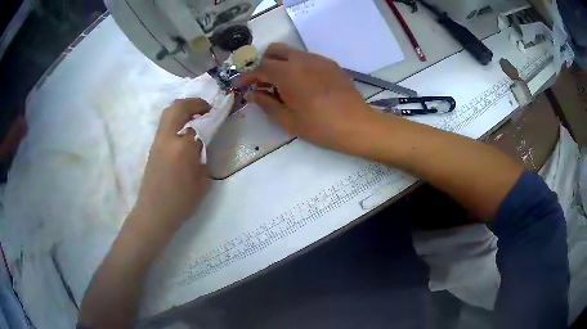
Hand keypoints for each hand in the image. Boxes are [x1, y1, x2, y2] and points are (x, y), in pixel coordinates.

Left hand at [132, 98, 211, 238]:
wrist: (154, 213)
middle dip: (193, 103)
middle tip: (205, 108)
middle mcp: (167, 138)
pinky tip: (184, 132)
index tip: (217, 115)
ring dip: (183, 109)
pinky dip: (176, 120)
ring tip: (195, 117)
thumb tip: (200, 145)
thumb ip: (202, 158)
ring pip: (168, 114)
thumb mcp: (202, 181)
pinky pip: (165, 125)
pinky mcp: (153, 147)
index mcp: (182, 147)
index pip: (197, 123)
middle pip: (177, 107)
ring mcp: (157, 141)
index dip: (208, 117)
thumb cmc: (181, 202)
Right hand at [240, 43, 376, 154]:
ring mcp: (318, 59)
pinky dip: (298, 66)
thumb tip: (252, 94)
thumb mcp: (288, 120)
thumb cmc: (320, 126)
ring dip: (281, 63)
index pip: (260, 68)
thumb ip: (266, 104)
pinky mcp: (330, 63)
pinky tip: (303, 84)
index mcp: (287, 73)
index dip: (248, 76)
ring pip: (292, 52)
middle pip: (274, 50)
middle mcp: (301, 59)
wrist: (356, 124)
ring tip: (283, 85)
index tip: (243, 85)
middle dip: (264, 63)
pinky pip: (307, 58)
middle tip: (264, 82)